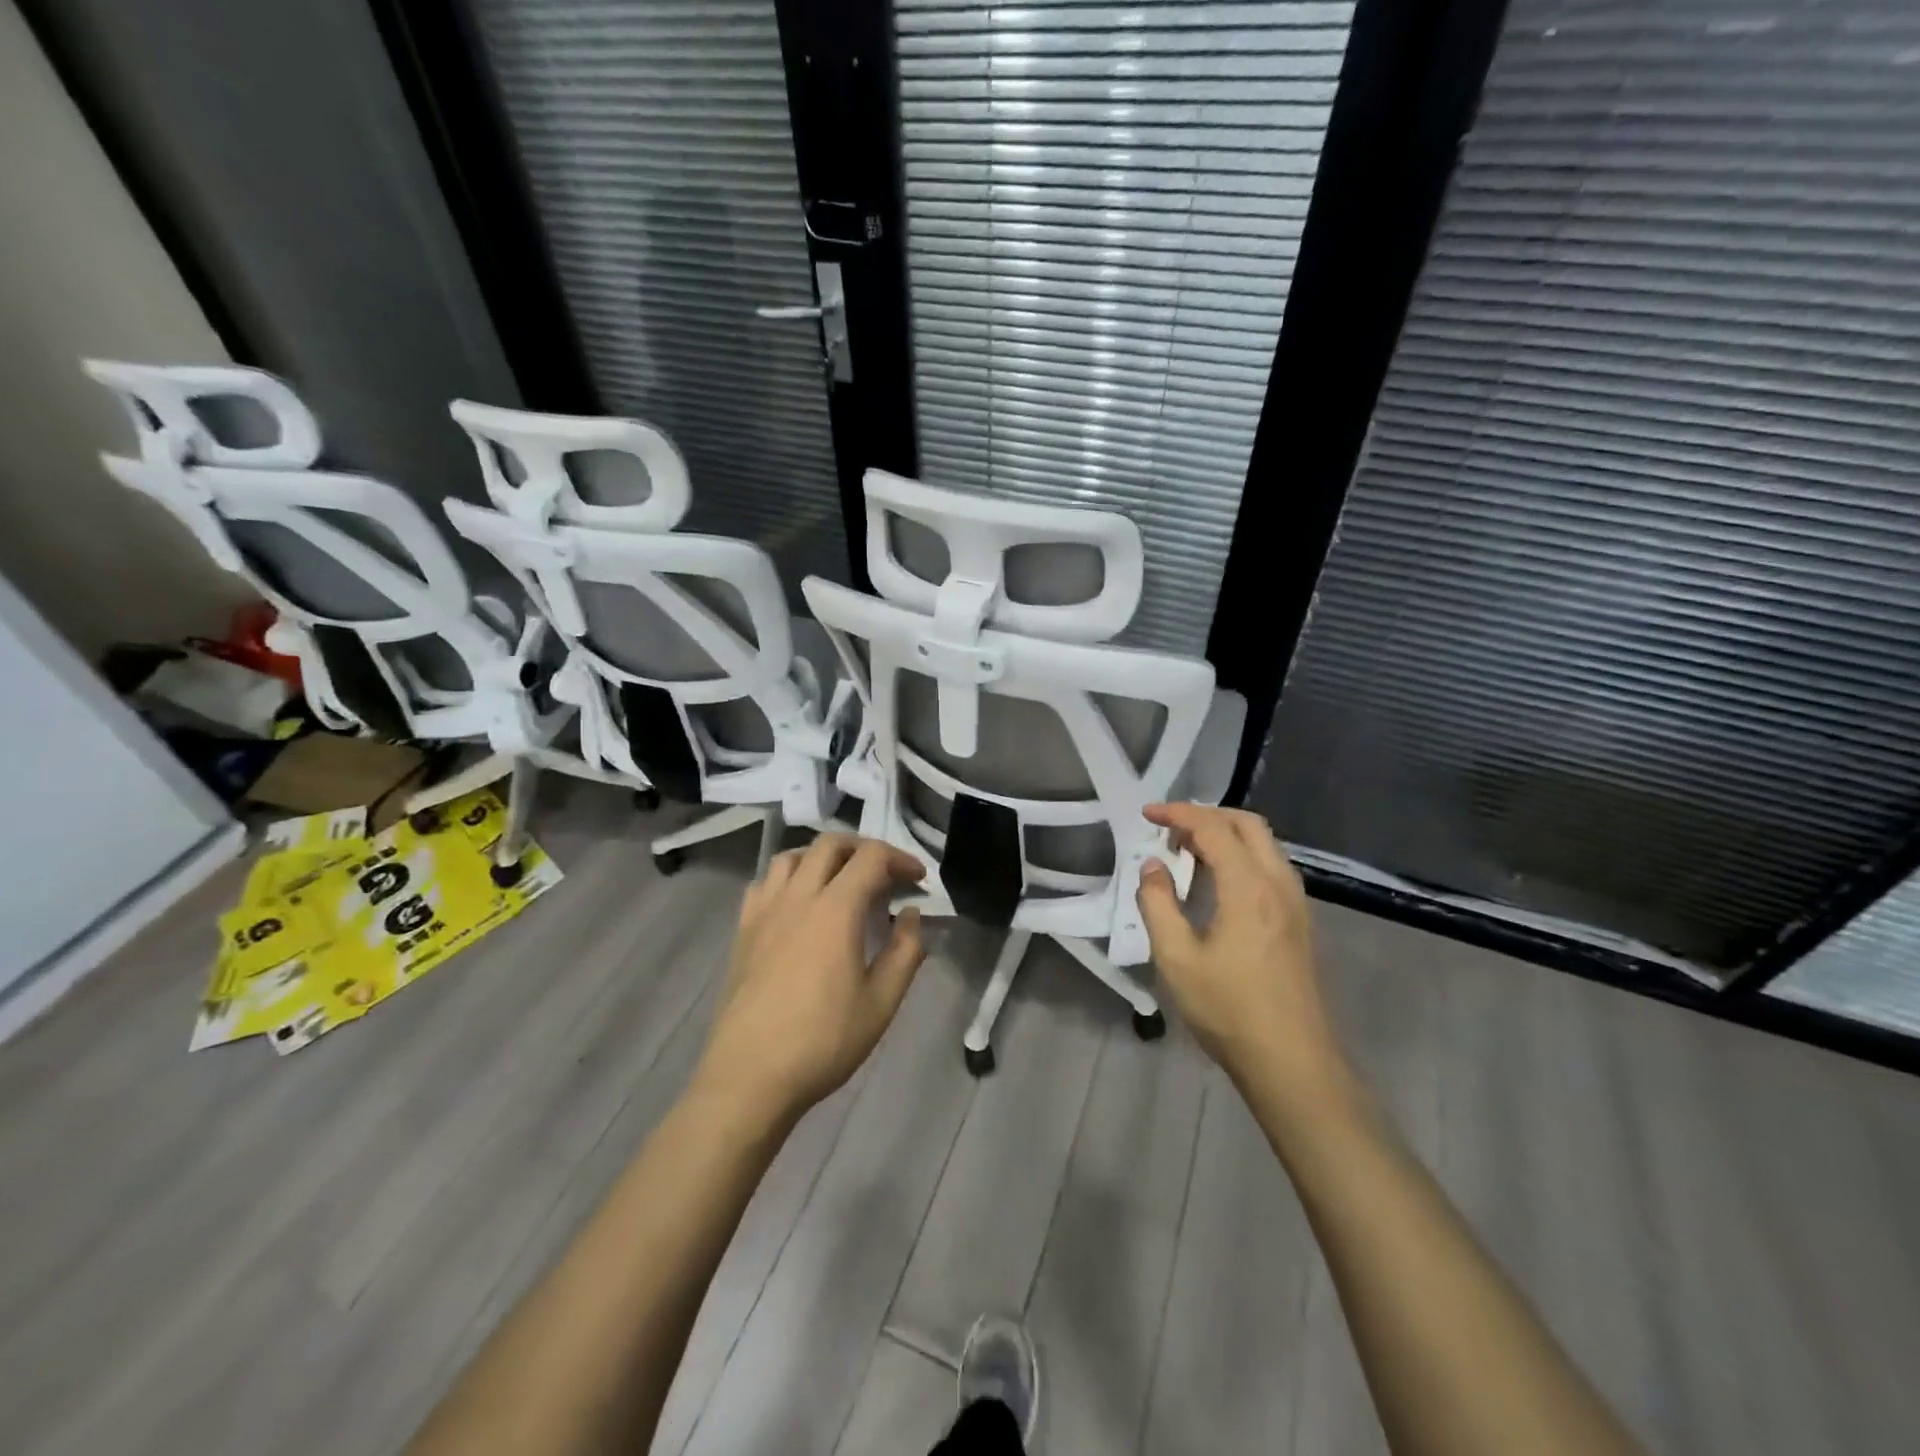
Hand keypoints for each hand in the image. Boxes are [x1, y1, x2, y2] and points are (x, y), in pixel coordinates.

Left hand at [692, 833, 926, 1126]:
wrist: (749, 1077)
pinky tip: (799, 904)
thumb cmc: (823, 1042)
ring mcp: (764, 911)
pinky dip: (789, 877)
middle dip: (864, 849)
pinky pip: (765, 883)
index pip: (871, 857)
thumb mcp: (881, 1003)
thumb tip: (910, 914)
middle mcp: (797, 897)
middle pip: (830, 845)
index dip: (900, 858)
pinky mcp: (742, 930)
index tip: (918, 880)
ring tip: (842, 881)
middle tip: (885, 874)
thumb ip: (905, 951)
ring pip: (792, 856)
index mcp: (835, 910)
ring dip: (823, 857)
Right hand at [1135, 803, 1349, 1103]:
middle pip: (1247, 824)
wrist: (1291, 1061)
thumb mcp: (1176, 958)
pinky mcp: (1300, 921)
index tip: (1147, 814)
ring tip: (1188, 849)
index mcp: (1249, 887)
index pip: (1213, 828)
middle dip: (1206, 815)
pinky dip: (1241, 855)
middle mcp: (1278, 883)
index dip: (1178, 814)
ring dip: (1226, 834)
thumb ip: (1158, 904)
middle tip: (1169, 828)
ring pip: (1264, 844)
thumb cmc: (1228, 1010)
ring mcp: (1295, 902)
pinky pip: (1271, 866)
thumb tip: (1153, 866)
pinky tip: (1218, 879)